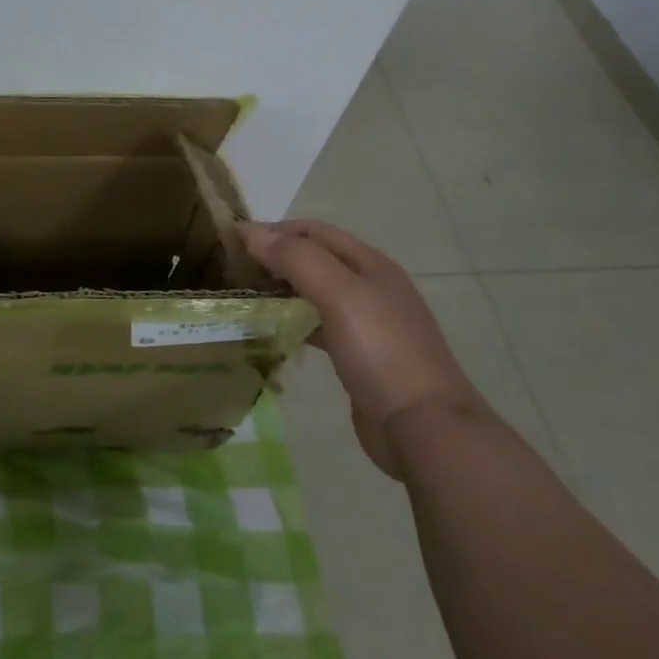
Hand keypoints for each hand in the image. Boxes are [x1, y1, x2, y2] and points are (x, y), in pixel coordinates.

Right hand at [239, 219, 488, 478]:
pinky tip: (273, 330)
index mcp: (370, 263)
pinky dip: (293, 320)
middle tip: (234, 268)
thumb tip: (249, 231)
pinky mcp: (360, 356)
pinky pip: (318, 324)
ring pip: (314, 292)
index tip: (233, 240)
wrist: (424, 428)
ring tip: (246, 296)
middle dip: (275, 257)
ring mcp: (367, 323)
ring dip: (282, 289)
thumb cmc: (381, 350)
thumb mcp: (339, 294)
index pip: (313, 231)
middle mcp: (370, 286)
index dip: (274, 229)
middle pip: (314, 258)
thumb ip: (295, 258)